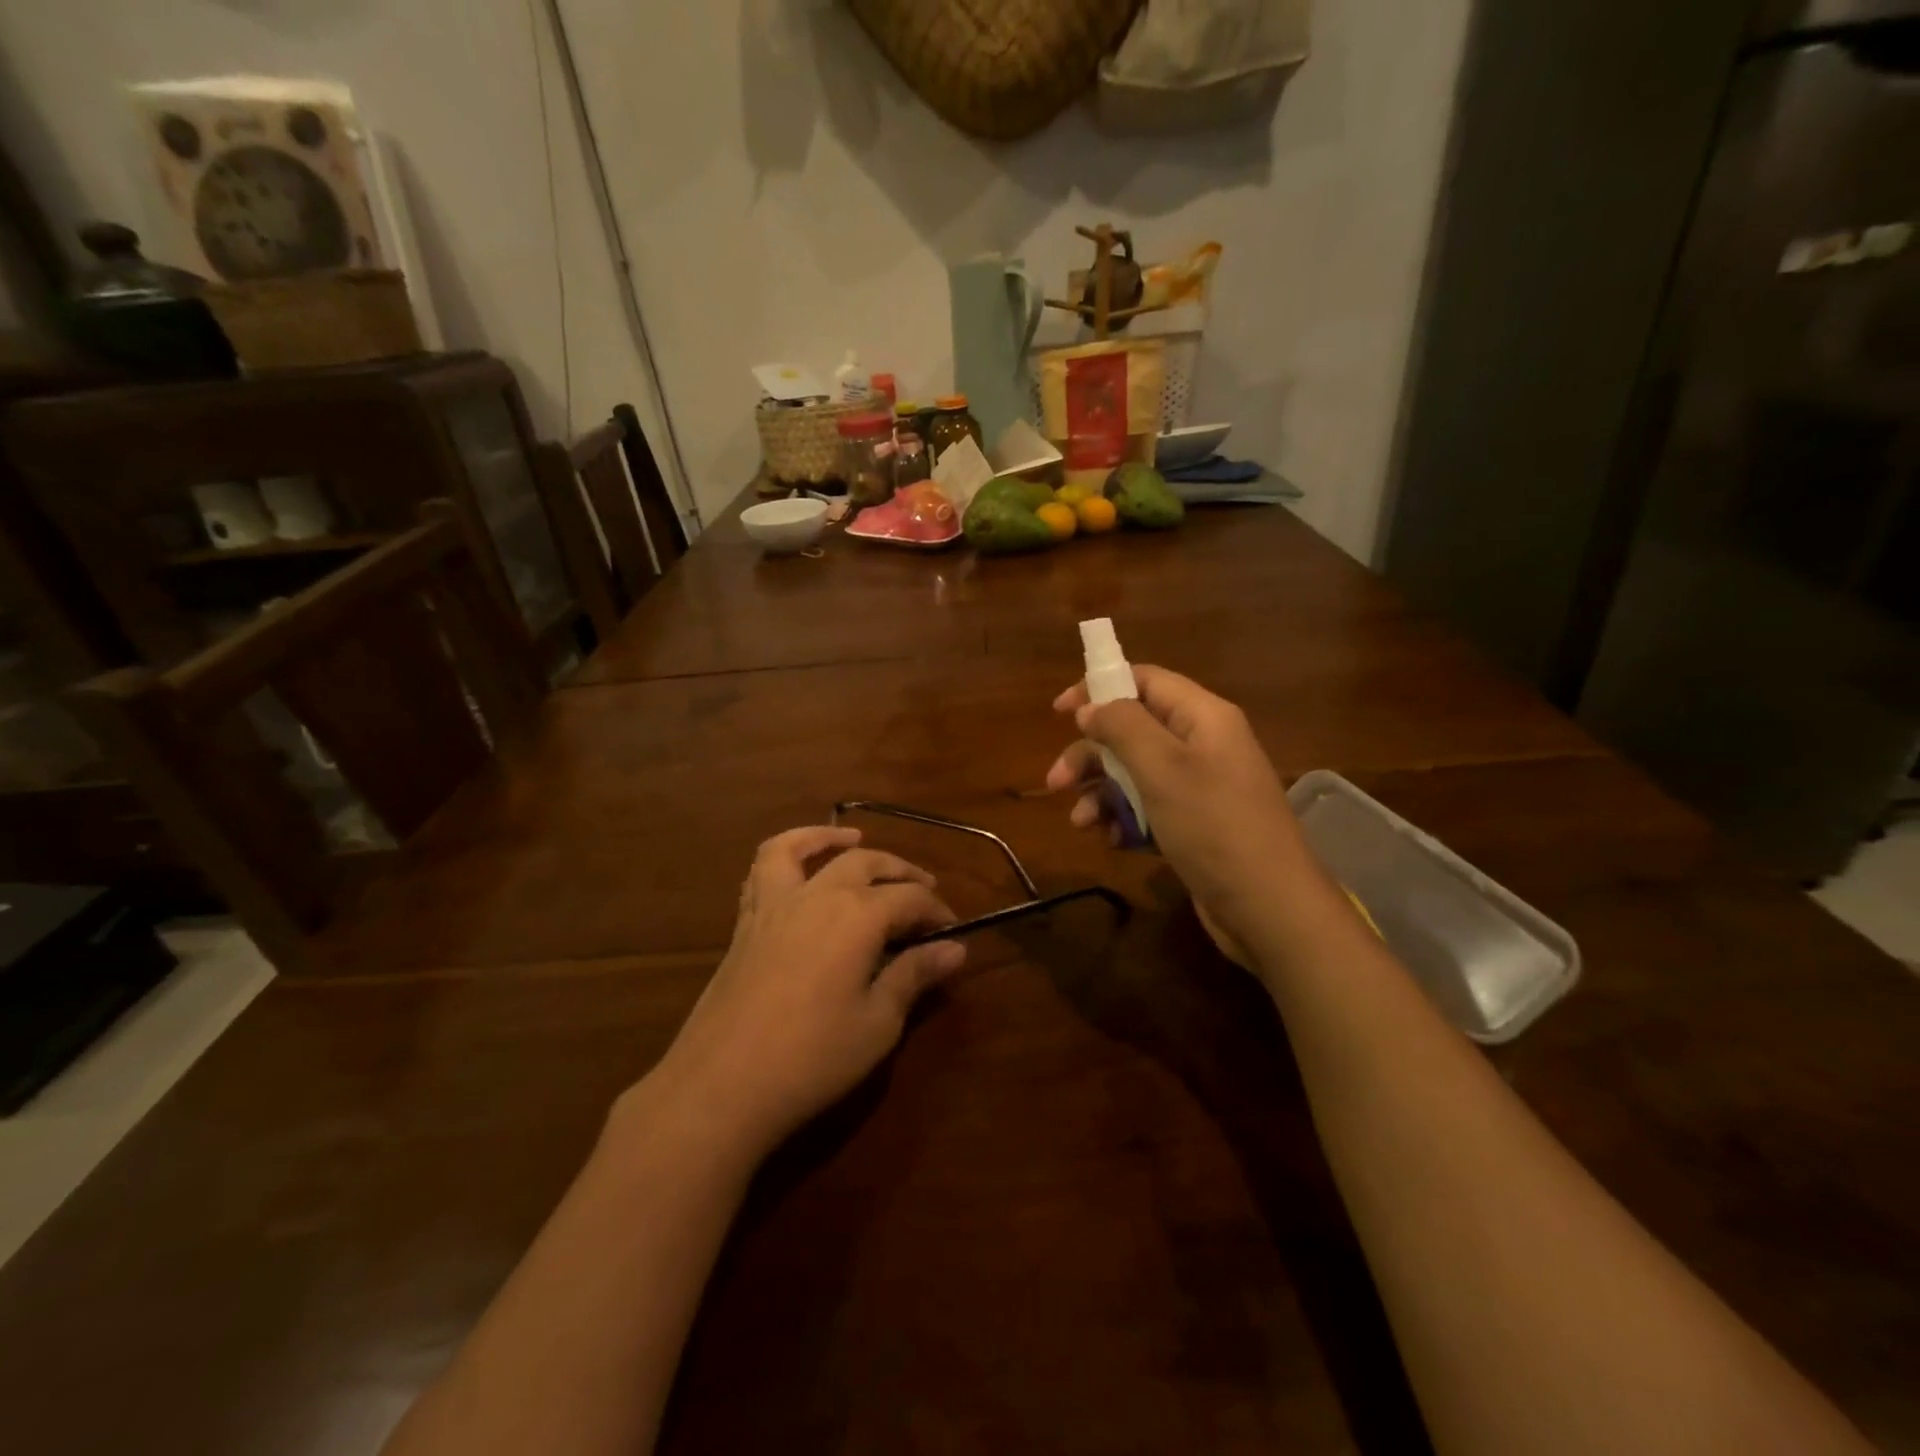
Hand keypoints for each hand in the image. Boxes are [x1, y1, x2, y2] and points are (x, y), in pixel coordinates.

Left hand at [649, 826, 965, 1152]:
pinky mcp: (747, 920)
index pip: (911, 898)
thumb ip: (914, 976)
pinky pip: (763, 867)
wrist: (722, 1085)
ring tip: (855, 837)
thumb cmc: (812, 1057)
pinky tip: (797, 860)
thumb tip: (955, 949)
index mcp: (859, 916)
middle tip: (925, 890)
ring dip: (836, 839)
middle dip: (902, 873)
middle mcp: (820, 894)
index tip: (953, 931)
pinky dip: (785, 849)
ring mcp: (777, 902)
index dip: (936, 911)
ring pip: (809, 849)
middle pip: (868, 864)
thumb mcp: (877, 1022)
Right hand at [1045, 666, 1309, 964]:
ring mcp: (1200, 787)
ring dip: (1102, 793)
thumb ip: (1122, 727)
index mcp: (1202, 717)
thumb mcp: (1162, 769)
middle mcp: (1202, 745)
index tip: (1059, 712)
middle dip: (1091, 754)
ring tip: (1082, 823)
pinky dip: (1125, 820)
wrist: (1270, 909)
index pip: (1145, 681)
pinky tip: (1113, 842)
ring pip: (1135, 773)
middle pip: (1133, 731)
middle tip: (1056, 783)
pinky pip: (1149, 808)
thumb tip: (1090, 707)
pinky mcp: (1195, 825)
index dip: (1099, 688)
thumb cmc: (1214, 826)